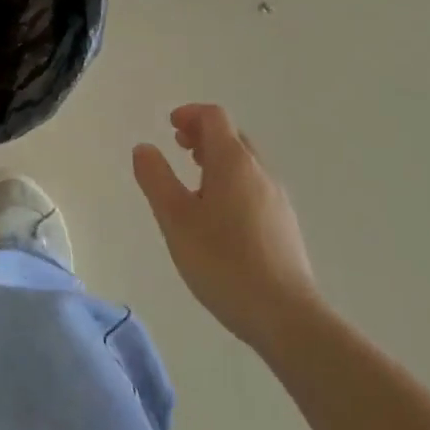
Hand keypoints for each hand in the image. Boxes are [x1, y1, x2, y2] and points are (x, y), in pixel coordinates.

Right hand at [133, 104, 322, 354]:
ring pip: (245, 164)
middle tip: (178, 148)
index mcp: (233, 162)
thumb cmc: (222, 261)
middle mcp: (260, 171)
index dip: (190, 114)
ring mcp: (277, 199)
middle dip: (203, 135)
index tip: (169, 127)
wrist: (286, 316)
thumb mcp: (175, 219)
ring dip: (218, 160)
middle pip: (232, 136)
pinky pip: (254, 187)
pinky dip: (232, 182)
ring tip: (194, 183)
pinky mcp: (285, 225)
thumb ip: (156, 178)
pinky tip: (219, 217)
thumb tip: (144, 148)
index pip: (214, 117)